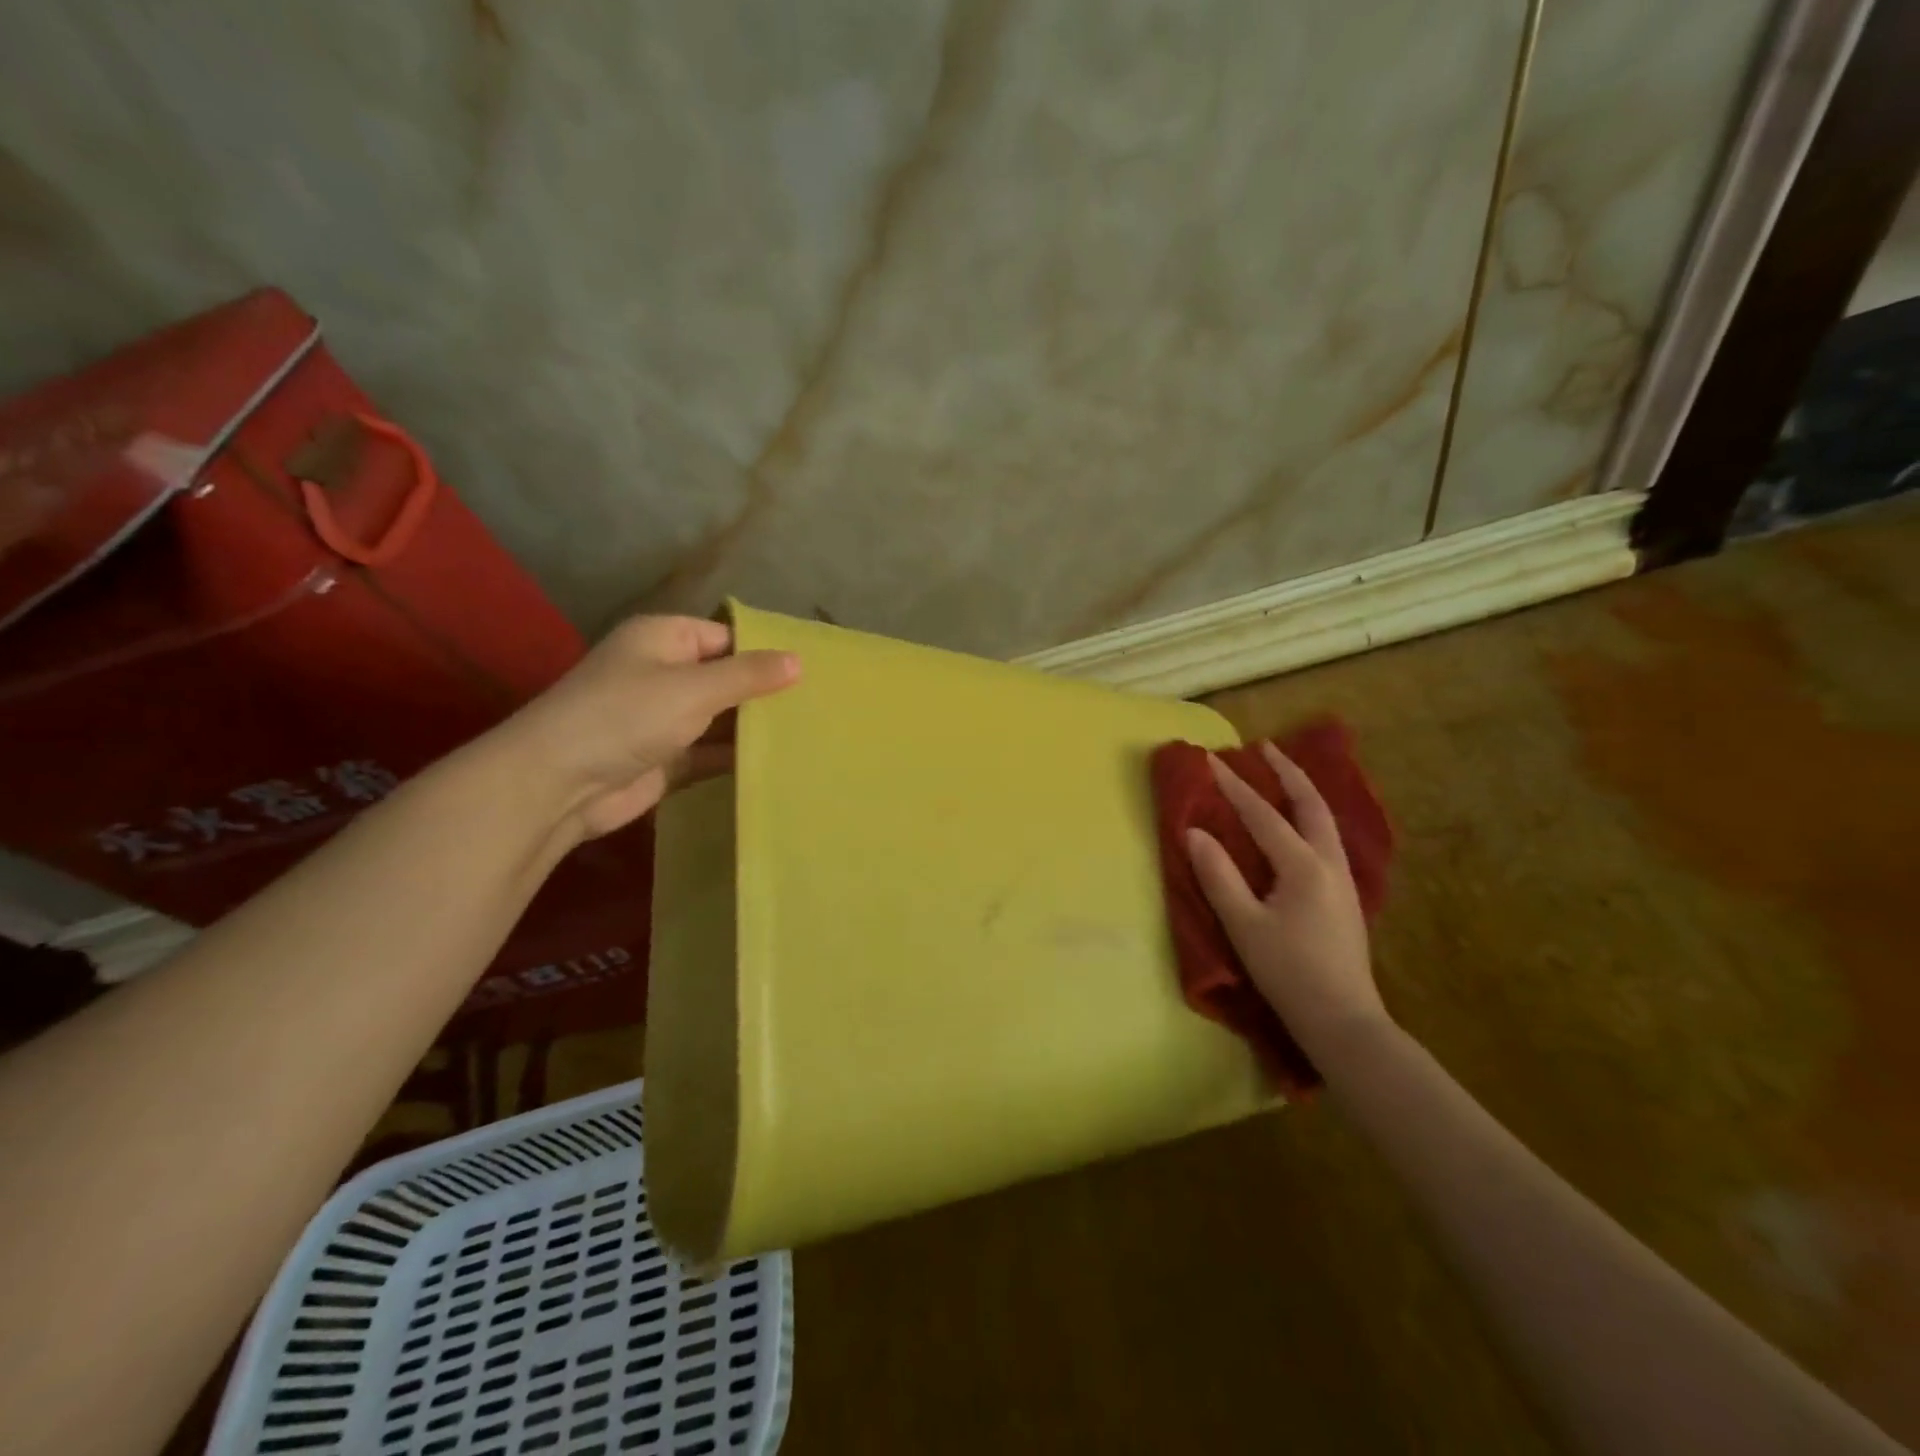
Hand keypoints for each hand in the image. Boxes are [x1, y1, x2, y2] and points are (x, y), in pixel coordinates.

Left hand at [494, 615, 798, 839]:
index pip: (726, 636)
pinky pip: (711, 752)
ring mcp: (664, 718)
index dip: (765, 651)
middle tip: (821, 704)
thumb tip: (799, 660)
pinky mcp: (666, 759)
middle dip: (765, 692)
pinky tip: (779, 762)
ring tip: (811, 732)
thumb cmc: (626, 716)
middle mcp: (664, 673)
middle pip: (726, 678)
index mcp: (664, 639)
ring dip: (754, 727)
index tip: (812, 670)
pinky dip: (737, 757)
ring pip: (721, 717)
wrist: (558, 784)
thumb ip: (748, 675)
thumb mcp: (694, 688)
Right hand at [1184, 744, 1385, 1055]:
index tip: (1212, 760)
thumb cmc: (1288, 972)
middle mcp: (1329, 863)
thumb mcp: (1244, 925)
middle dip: (1287, 772)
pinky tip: (1299, 824)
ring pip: (1325, 820)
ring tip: (1281, 775)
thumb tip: (1194, 833)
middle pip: (1310, 804)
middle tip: (1264, 748)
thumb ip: (1218, 876)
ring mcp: (1343, 879)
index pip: (1263, 815)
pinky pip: (1327, 838)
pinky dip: (1309, 816)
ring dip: (1302, 792)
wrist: (1343, 1020)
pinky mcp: (1345, 896)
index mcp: (1303, 866)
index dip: (1235, 786)